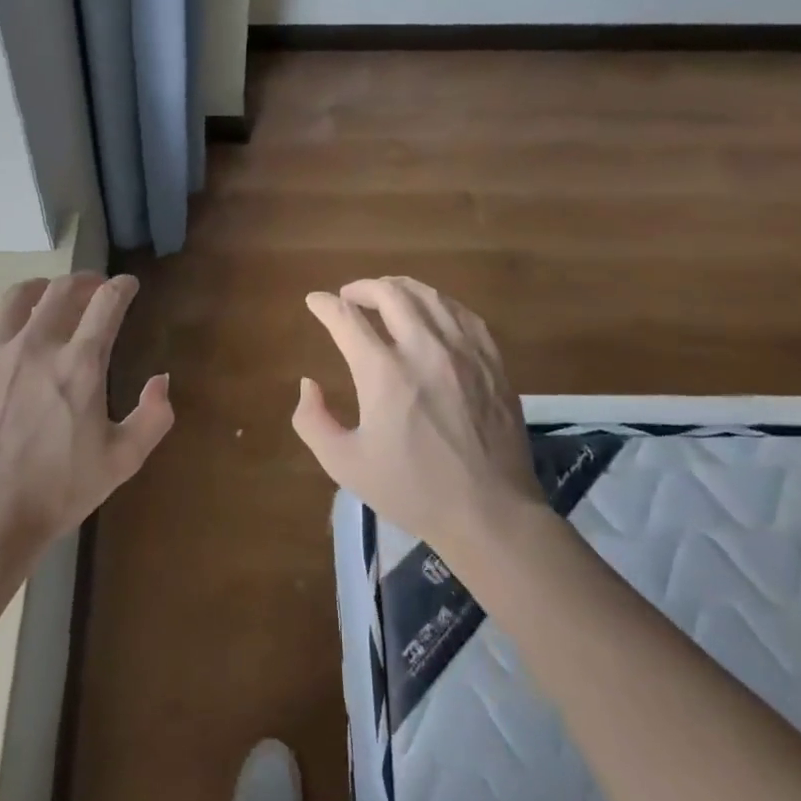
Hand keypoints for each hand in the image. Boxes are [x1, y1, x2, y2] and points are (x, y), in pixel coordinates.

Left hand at [0, 272, 172, 551]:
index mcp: (79, 364)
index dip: (122, 287)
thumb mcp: (122, 461)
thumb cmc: (58, 490)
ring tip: (48, 295)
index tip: (128, 285)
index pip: (107, 304)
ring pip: (16, 297)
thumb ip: (153, 418)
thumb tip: (162, 380)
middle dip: (85, 281)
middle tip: (94, 288)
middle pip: (62, 290)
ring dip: (40, 288)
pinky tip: (2, 320)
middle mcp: (36, 346)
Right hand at [293, 276, 542, 557]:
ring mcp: (464, 351)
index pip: (346, 318)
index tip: (314, 301)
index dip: (324, 305)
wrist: (490, 513)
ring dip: (398, 288)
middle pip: (389, 294)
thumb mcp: (344, 464)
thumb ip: (313, 420)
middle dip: (361, 288)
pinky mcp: (492, 361)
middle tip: (348, 297)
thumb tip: (309, 384)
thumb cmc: (412, 490)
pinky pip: (462, 313)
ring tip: (385, 295)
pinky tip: (430, 312)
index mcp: (383, 373)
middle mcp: (424, 349)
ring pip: (428, 295)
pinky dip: (437, 303)